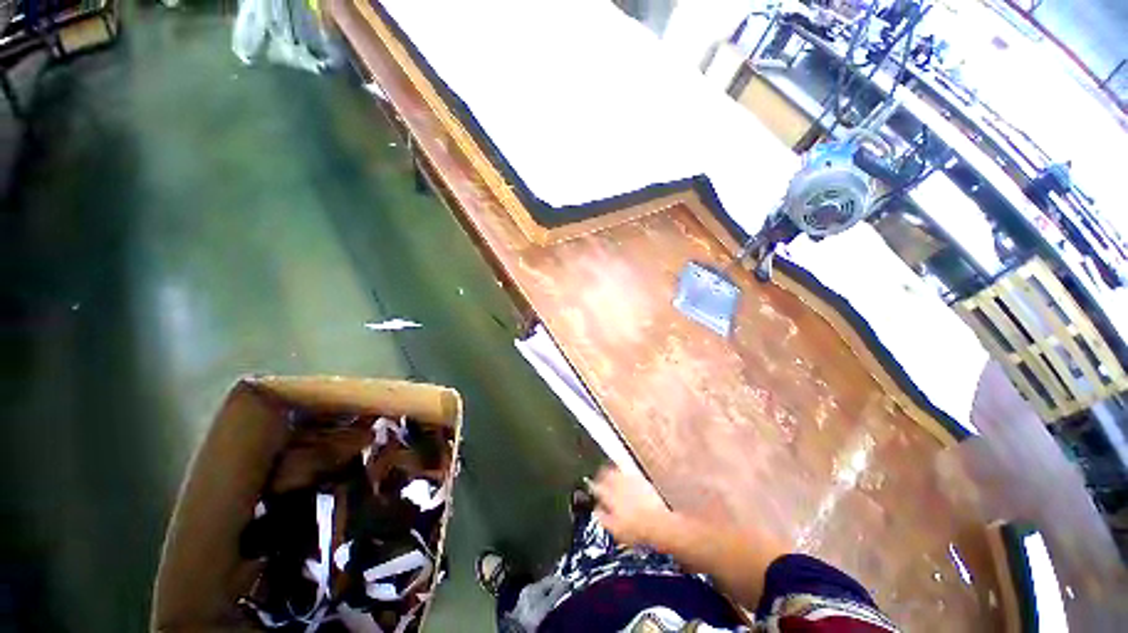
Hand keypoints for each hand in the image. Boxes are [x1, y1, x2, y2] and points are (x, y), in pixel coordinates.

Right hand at [590, 466, 671, 546]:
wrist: (658, 524)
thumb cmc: (635, 529)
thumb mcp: (614, 529)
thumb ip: (602, 518)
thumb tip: (596, 510)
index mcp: (609, 496)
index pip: (596, 487)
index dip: (592, 488)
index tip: (591, 488)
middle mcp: (618, 484)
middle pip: (605, 474)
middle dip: (601, 475)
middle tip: (600, 478)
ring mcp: (630, 480)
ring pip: (616, 470)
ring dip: (612, 472)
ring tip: (610, 475)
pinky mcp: (641, 479)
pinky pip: (628, 472)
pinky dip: (624, 473)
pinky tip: (626, 478)